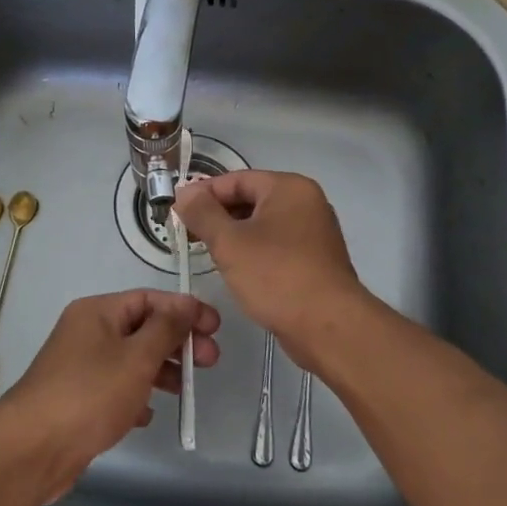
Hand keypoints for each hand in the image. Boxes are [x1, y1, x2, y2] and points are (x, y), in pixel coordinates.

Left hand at [0, 290, 219, 497]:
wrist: (32, 449)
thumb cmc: (90, 394)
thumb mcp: (137, 357)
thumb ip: (166, 328)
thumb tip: (187, 303)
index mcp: (98, 312)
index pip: (150, 299)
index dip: (185, 310)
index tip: (216, 328)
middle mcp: (87, 332)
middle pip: (142, 328)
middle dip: (178, 342)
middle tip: (210, 362)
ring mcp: (80, 366)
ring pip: (131, 359)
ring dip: (161, 370)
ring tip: (187, 390)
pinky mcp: (78, 399)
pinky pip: (116, 387)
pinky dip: (137, 395)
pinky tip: (150, 414)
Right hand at [172, 171, 368, 367]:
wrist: (328, 326)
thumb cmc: (276, 276)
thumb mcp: (229, 242)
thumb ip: (203, 213)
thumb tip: (185, 192)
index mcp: (289, 188)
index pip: (237, 179)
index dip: (204, 193)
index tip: (177, 212)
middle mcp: (306, 202)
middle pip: (251, 199)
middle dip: (218, 216)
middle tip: (188, 235)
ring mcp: (314, 232)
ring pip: (263, 224)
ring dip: (234, 236)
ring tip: (207, 253)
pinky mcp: (315, 260)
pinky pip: (276, 245)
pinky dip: (254, 251)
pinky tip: (236, 270)